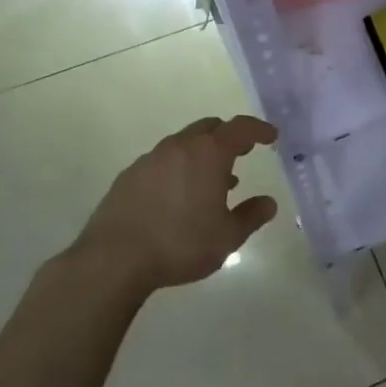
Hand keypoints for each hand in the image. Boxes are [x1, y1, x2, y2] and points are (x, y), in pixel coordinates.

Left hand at [66, 115, 280, 293]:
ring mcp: (150, 159)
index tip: (271, 136)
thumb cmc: (180, 243)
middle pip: (209, 128)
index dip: (259, 129)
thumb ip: (251, 216)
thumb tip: (268, 203)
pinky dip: (179, 168)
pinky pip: (163, 161)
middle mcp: (179, 147)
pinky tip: (180, 196)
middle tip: (243, 152)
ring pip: (184, 144)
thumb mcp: (227, 237)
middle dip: (229, 136)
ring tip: (215, 181)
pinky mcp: (128, 176)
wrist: (114, 259)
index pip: (240, 129)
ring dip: (203, 154)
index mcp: (208, 154)